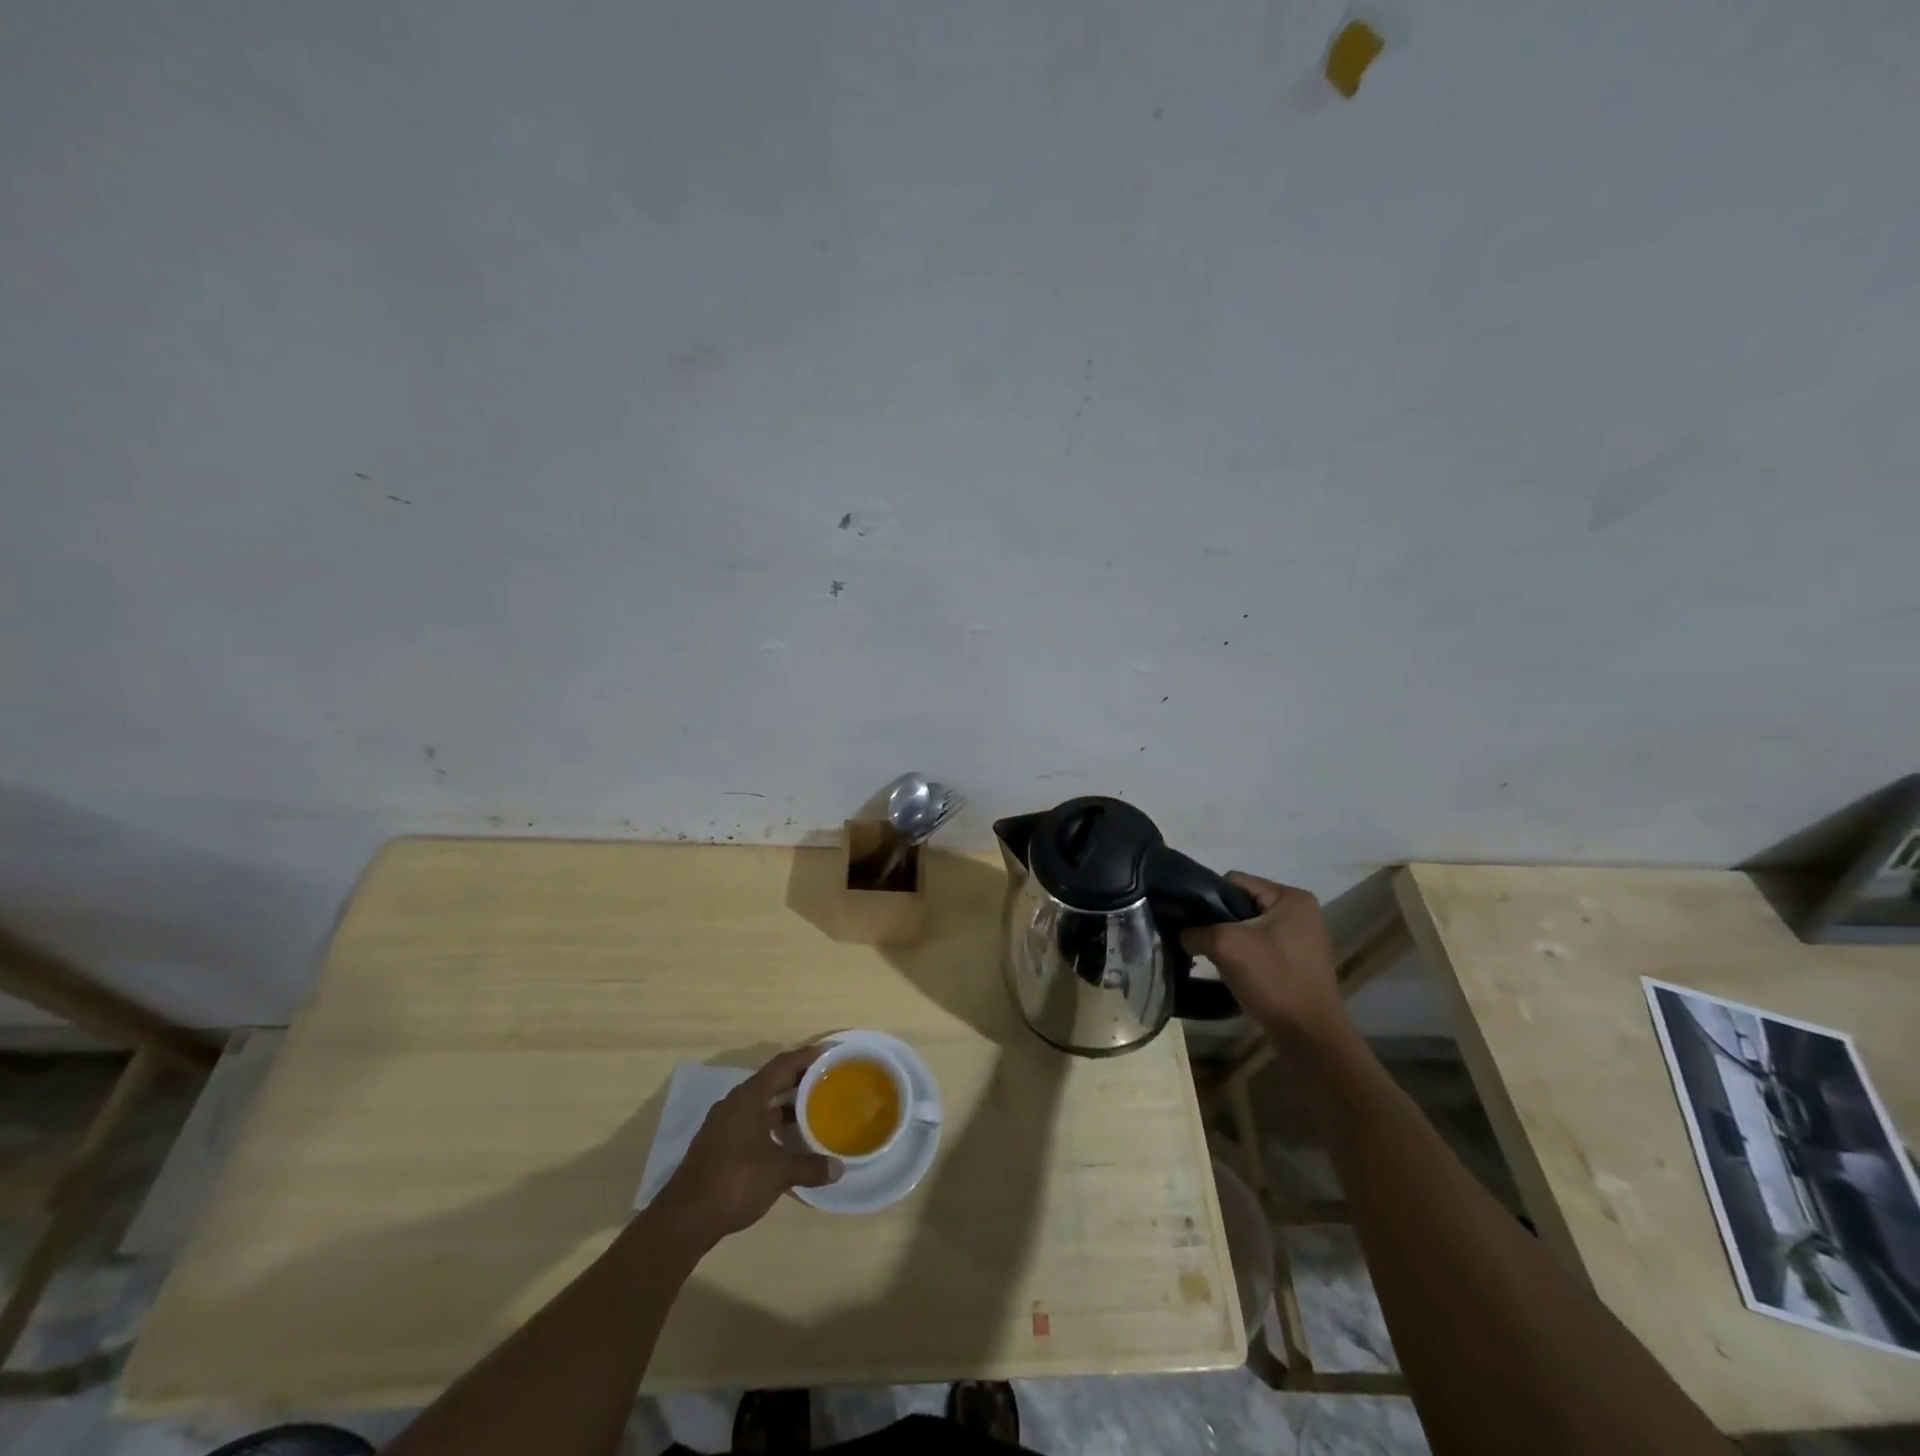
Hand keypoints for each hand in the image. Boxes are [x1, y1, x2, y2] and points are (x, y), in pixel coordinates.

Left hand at [654, 1046, 842, 1246]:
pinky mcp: (718, 1144)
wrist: (684, 1219)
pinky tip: (786, 1139)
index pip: (782, 1065)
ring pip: (760, 1103)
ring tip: (812, 1109)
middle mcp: (734, 1103)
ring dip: (784, 1104)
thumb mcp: (779, 1173)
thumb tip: (838, 1168)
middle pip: (771, 1081)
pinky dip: (771, 1123)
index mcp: (748, 1097)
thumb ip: (810, 1166)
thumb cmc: (735, 1182)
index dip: (806, 1056)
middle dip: (798, 1079)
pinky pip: (751, 1121)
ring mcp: (723, 1124)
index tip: (830, 1052)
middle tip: (826, 1080)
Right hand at [1181, 873, 1343, 1036]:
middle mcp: (1301, 911)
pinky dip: (1244, 954)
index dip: (1208, 897)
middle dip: (1218, 921)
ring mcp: (1302, 938)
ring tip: (1213, 958)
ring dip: (1230, 940)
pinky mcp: (1299, 961)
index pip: (1234, 881)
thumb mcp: (1225, 946)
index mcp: (1291, 897)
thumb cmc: (1272, 978)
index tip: (1191, 920)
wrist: (1309, 1035)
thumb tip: (1182, 933)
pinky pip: (1261, 946)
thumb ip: (1196, 931)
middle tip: (1199, 941)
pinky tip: (1232, 971)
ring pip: (1250, 927)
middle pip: (1242, 903)